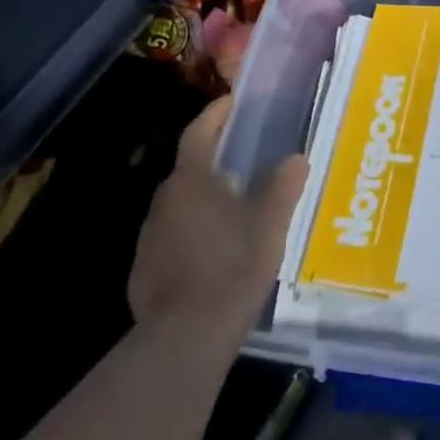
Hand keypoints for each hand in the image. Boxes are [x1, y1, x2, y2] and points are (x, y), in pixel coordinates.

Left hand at [128, 96, 309, 345]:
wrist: (186, 337)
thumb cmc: (233, 266)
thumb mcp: (271, 222)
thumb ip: (284, 185)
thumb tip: (295, 158)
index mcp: (191, 181)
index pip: (198, 132)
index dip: (216, 114)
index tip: (234, 102)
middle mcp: (164, 201)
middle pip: (190, 167)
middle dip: (215, 159)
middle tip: (247, 159)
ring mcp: (149, 237)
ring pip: (180, 204)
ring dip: (205, 198)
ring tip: (237, 206)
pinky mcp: (144, 269)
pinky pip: (172, 236)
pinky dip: (193, 231)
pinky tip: (216, 250)